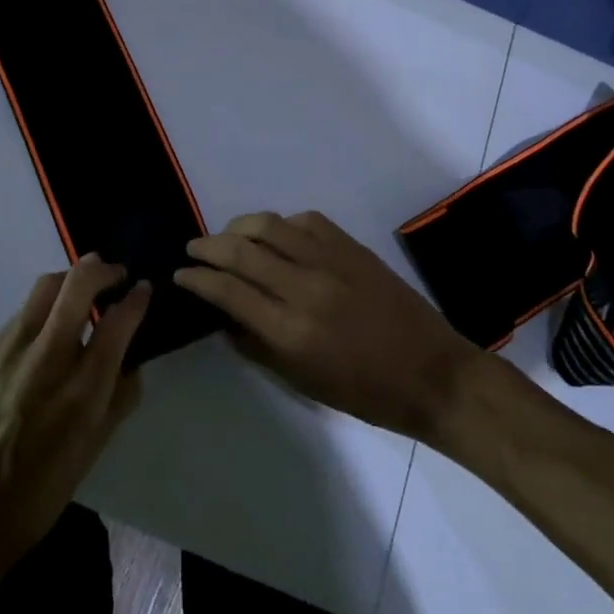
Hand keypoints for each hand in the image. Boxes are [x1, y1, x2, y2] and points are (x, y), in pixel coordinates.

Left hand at [0, 256, 149, 570]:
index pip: (118, 321)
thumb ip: (119, 399)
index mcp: (83, 390)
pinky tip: (50, 325)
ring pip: (46, 285)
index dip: (137, 298)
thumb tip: (132, 362)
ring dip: (71, 278)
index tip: (144, 288)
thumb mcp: (93, 450)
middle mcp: (48, 357)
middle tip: (116, 274)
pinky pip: (24, 310)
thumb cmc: (39, 492)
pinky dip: (45, 306)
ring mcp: (13, 348)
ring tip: (84, 290)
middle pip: (78, 283)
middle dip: (103, 269)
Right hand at [174, 211, 474, 441]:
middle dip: (208, 246)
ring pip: (269, 225)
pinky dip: (281, 223)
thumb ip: (256, 346)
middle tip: (194, 248)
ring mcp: (330, 261)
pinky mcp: (352, 247)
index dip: (197, 278)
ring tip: (228, 236)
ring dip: (238, 227)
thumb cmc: (365, 392)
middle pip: (240, 250)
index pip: (228, 290)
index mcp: (290, 330)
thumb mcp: (302, 382)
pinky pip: (305, 220)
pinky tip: (275, 234)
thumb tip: (224, 316)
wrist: (433, 374)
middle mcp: (305, 287)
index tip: (181, 275)